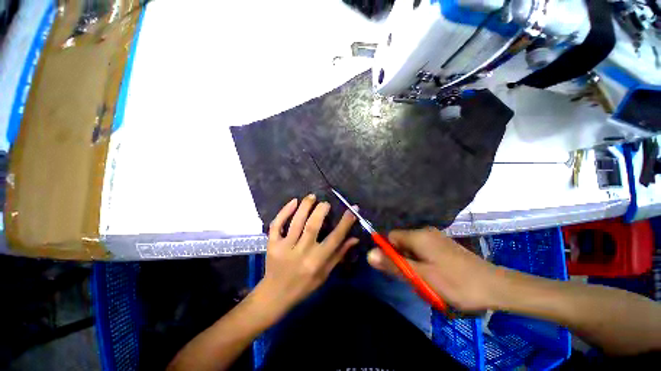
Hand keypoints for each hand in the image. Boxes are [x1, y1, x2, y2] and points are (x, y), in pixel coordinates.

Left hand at [254, 194, 357, 317]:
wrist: (275, 295)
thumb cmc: (304, 285)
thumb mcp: (325, 274)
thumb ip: (339, 254)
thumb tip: (354, 238)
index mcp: (317, 261)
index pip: (334, 239)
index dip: (345, 223)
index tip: (352, 210)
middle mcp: (302, 252)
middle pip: (313, 226)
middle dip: (321, 210)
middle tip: (326, 203)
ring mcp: (284, 247)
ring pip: (296, 222)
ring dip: (305, 206)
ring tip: (312, 197)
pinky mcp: (272, 244)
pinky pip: (277, 224)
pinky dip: (284, 211)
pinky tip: (293, 201)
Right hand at [367, 227, 500, 311]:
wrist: (495, 286)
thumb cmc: (455, 282)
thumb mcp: (421, 277)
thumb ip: (394, 265)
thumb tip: (369, 254)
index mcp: (418, 236)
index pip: (391, 237)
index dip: (389, 252)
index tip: (396, 269)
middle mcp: (425, 232)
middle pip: (402, 242)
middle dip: (402, 259)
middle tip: (413, 278)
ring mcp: (436, 238)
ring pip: (413, 248)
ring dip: (413, 263)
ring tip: (425, 280)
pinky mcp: (444, 246)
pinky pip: (424, 251)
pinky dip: (423, 262)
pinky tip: (434, 276)